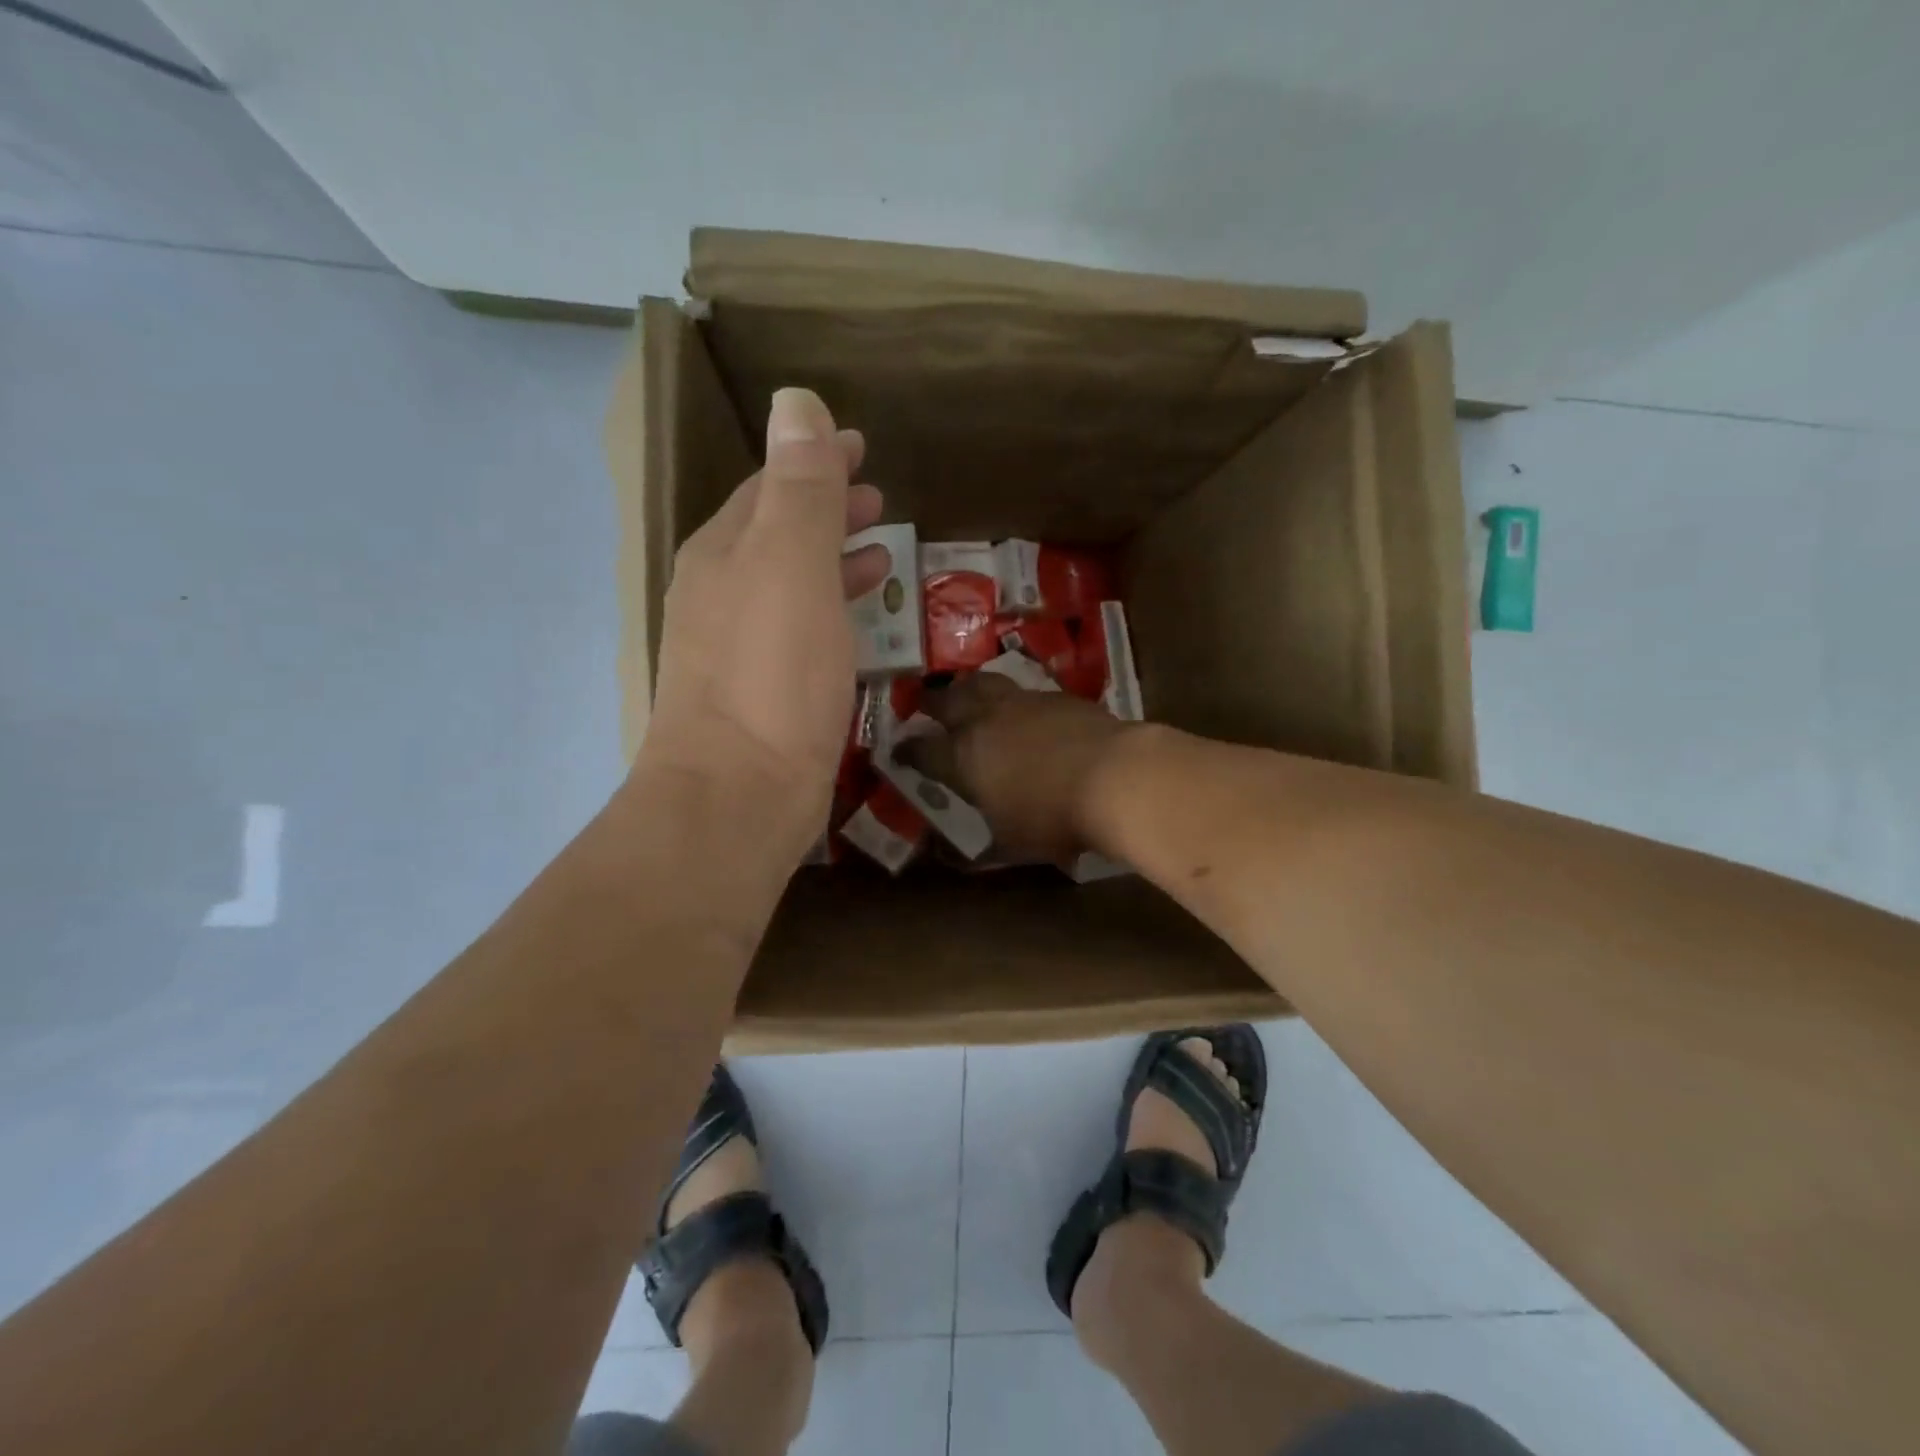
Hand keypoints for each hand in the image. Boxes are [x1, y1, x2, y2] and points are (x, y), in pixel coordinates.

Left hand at [637, 387, 889, 860]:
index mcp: (723, 554)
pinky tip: (855, 627)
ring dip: (828, 561)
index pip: (770, 487)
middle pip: (775, 535)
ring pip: (787, 585)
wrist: (737, 796)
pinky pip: (797, 632)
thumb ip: (799, 489)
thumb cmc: (770, 676)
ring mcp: (734, 650)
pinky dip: (827, 613)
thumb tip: (795, 401)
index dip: (814, 461)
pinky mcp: (758, 697)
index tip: (860, 446)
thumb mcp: (791, 567)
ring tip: (878, 555)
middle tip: (876, 499)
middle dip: (824, 510)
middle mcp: (719, 595)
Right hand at [911, 674, 1139, 861]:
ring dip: (970, 688)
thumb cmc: (1053, 817)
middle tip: (924, 702)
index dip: (907, 751)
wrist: (1115, 777)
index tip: (898, 751)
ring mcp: (1023, 702)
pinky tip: (1023, 708)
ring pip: (985, 683)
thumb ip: (979, 848)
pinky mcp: (1058, 696)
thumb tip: (949, 860)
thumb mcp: (1011, 843)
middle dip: (931, 702)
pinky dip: (1014, 698)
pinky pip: (1025, 690)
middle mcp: (986, 720)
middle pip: (949, 701)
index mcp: (964, 757)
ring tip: (967, 692)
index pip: (923, 751)